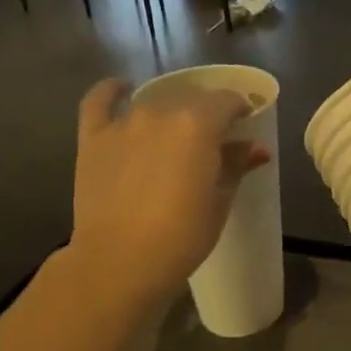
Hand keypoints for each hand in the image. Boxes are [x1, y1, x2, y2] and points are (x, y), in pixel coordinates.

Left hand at [64, 78, 269, 300]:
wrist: (120, 261)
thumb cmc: (182, 236)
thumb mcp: (220, 201)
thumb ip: (236, 165)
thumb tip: (256, 148)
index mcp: (198, 124)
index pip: (228, 101)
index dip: (241, 110)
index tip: (246, 125)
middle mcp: (160, 112)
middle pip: (191, 99)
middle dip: (208, 113)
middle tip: (214, 140)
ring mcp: (123, 122)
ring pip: (154, 103)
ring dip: (170, 112)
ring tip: (176, 133)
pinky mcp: (93, 138)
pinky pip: (99, 101)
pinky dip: (112, 91)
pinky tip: (122, 89)